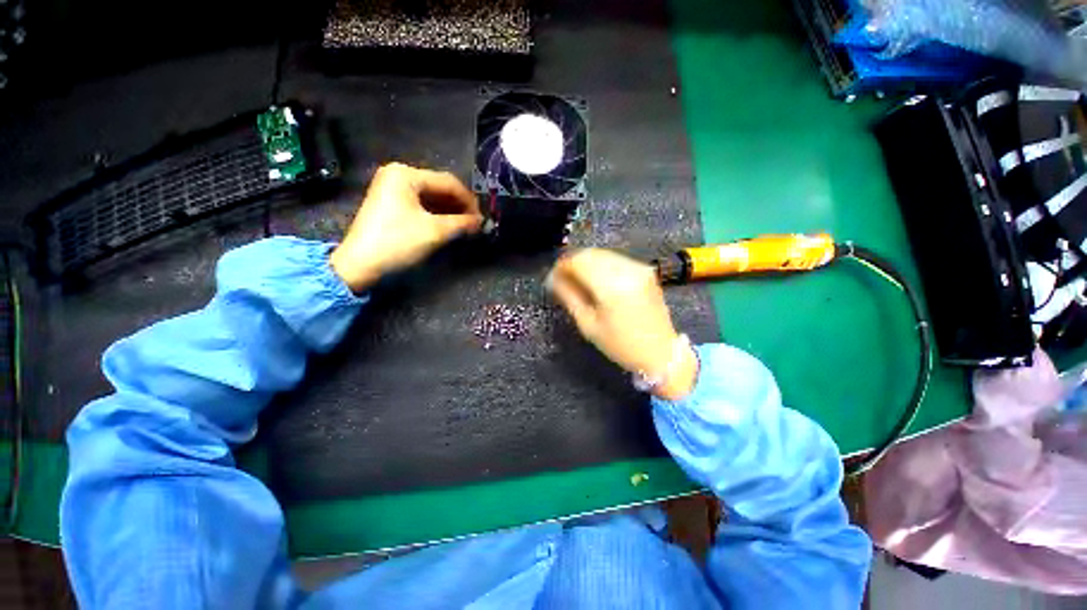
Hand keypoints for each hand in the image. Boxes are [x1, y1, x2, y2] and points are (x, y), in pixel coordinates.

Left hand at [330, 163, 482, 291]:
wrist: (360, 264)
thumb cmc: (398, 242)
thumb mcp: (434, 231)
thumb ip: (462, 223)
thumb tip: (481, 222)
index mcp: (406, 174)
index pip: (448, 182)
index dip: (469, 200)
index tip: (482, 218)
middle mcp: (399, 175)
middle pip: (440, 188)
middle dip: (460, 206)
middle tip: (476, 224)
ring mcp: (393, 189)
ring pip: (432, 197)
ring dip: (451, 212)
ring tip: (466, 227)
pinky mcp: (391, 204)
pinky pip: (421, 205)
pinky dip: (437, 215)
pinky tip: (450, 226)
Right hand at [548, 249, 698, 400]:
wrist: (661, 352)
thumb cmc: (620, 344)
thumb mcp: (588, 325)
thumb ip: (569, 296)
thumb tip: (553, 279)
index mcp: (611, 285)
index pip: (578, 261)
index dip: (561, 266)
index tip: (552, 277)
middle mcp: (626, 269)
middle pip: (590, 254)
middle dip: (572, 262)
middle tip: (562, 279)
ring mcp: (639, 267)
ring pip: (603, 254)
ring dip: (586, 262)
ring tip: (577, 280)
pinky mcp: (645, 270)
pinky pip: (616, 259)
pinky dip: (601, 264)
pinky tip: (596, 278)